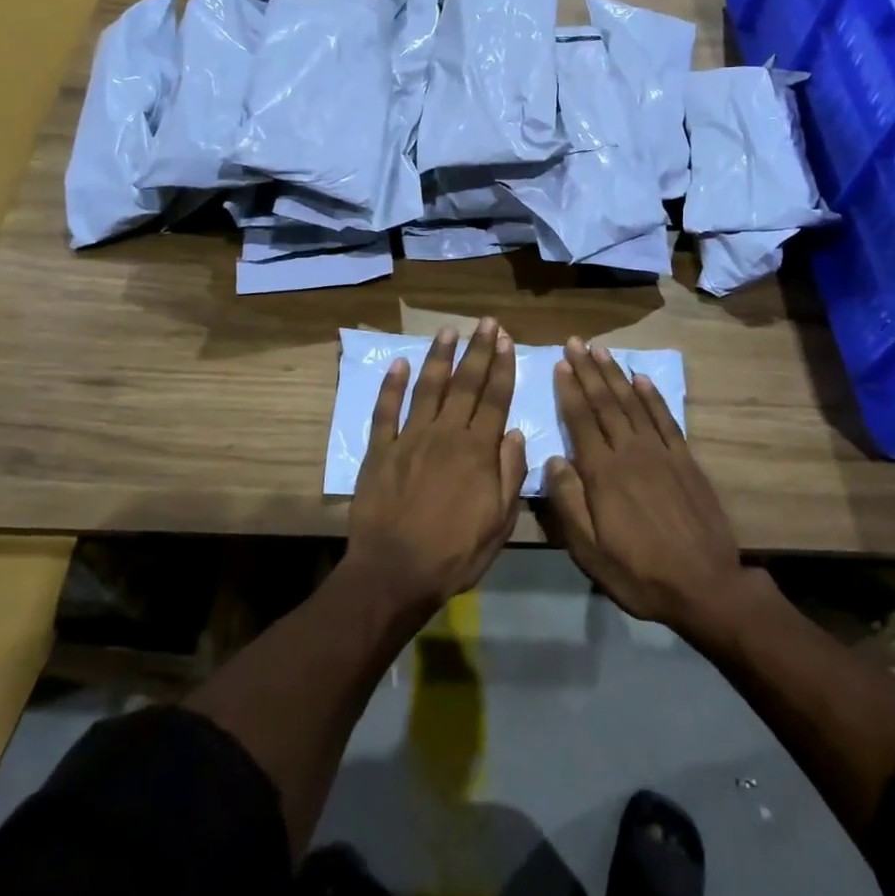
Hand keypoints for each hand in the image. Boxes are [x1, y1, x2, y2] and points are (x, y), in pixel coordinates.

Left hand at [348, 316, 525, 618]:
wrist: (394, 572)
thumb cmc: (454, 554)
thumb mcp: (499, 523)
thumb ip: (509, 474)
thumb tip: (513, 433)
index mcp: (476, 451)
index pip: (494, 399)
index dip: (501, 368)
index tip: (505, 340)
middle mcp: (445, 434)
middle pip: (465, 384)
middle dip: (477, 351)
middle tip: (485, 323)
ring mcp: (409, 438)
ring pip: (428, 388)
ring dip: (439, 357)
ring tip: (448, 330)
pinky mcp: (380, 449)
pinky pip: (385, 411)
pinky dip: (391, 385)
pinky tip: (398, 363)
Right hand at [545, 338, 758, 645]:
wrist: (706, 586)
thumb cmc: (639, 572)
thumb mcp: (590, 551)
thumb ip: (568, 503)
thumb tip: (553, 459)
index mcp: (603, 473)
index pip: (581, 419)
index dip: (569, 389)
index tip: (560, 363)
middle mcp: (630, 452)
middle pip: (605, 402)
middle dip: (588, 369)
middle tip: (576, 341)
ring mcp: (661, 453)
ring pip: (633, 403)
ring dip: (615, 374)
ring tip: (601, 349)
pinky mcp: (685, 460)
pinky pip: (665, 418)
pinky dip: (652, 395)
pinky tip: (642, 378)